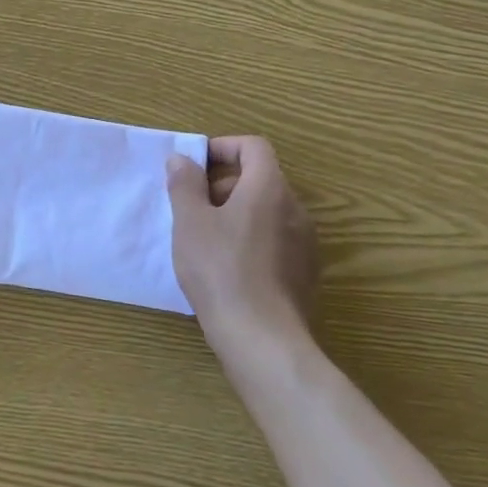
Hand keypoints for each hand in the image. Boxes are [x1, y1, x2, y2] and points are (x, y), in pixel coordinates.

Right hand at [167, 136, 314, 349]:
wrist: (263, 339)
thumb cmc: (221, 270)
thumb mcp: (190, 222)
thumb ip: (185, 184)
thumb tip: (182, 159)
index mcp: (269, 188)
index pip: (253, 147)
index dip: (223, 147)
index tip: (195, 166)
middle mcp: (295, 208)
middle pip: (260, 178)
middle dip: (224, 183)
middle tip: (192, 205)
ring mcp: (305, 243)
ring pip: (267, 211)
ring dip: (236, 212)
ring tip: (204, 238)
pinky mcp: (305, 273)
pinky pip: (275, 240)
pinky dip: (251, 239)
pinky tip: (227, 268)